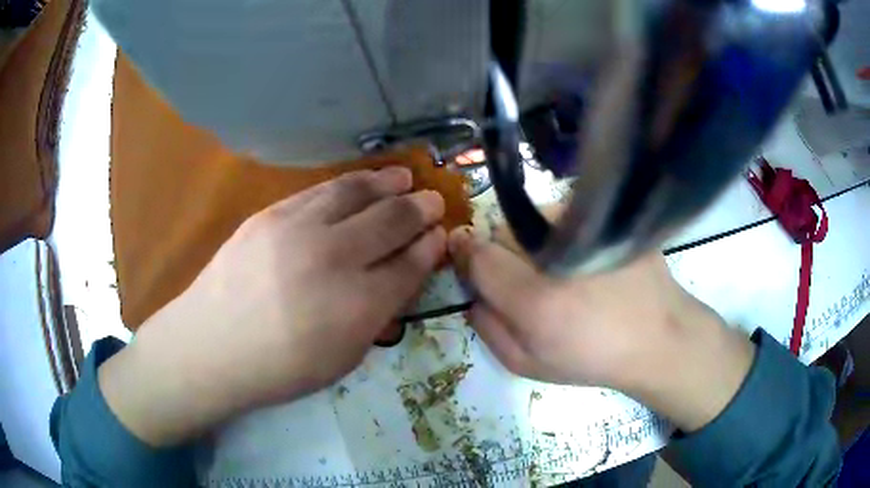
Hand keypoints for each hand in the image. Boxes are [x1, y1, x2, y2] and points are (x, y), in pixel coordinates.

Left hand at [100, 168, 446, 445]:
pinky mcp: (272, 214)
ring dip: (388, 184)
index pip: (410, 265)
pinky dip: (350, 184)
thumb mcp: (342, 359)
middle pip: (392, 221)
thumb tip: (396, 279)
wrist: (211, 346)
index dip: (430, 248)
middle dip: (420, 210)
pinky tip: (361, 182)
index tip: (441, 237)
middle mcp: (335, 259)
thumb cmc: (279, 368)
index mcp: (359, 306)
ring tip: (404, 178)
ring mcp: (300, 229)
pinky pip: (321, 191)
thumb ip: (375, 316)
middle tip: (433, 203)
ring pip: (357, 193)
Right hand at [448, 227, 754, 431]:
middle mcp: (558, 256)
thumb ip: (488, 329)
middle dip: (501, 253)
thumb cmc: (592, 359)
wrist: (657, 338)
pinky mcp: (608, 220)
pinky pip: (564, 216)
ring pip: (533, 221)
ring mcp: (587, 230)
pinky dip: (561, 232)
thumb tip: (471, 294)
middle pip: (501, 232)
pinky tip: (583, 256)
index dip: (465, 255)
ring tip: (560, 268)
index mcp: (533, 299)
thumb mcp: (528, 364)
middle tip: (526, 278)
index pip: (476, 254)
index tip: (468, 261)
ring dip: (532, 241)